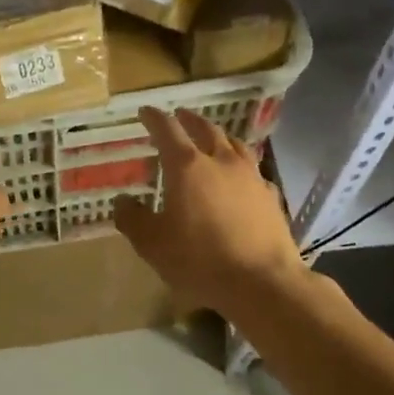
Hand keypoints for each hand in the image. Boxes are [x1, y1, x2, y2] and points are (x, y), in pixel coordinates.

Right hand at [113, 106, 307, 315]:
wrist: (261, 282)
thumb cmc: (199, 260)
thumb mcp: (152, 244)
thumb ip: (133, 219)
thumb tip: (122, 201)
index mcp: (187, 167)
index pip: (167, 130)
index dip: (154, 119)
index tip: (145, 112)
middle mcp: (221, 162)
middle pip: (205, 129)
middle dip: (189, 120)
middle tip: (180, 116)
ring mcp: (251, 177)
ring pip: (235, 145)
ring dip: (219, 137)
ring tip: (213, 139)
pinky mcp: (271, 197)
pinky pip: (253, 172)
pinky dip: (241, 167)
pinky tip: (241, 178)